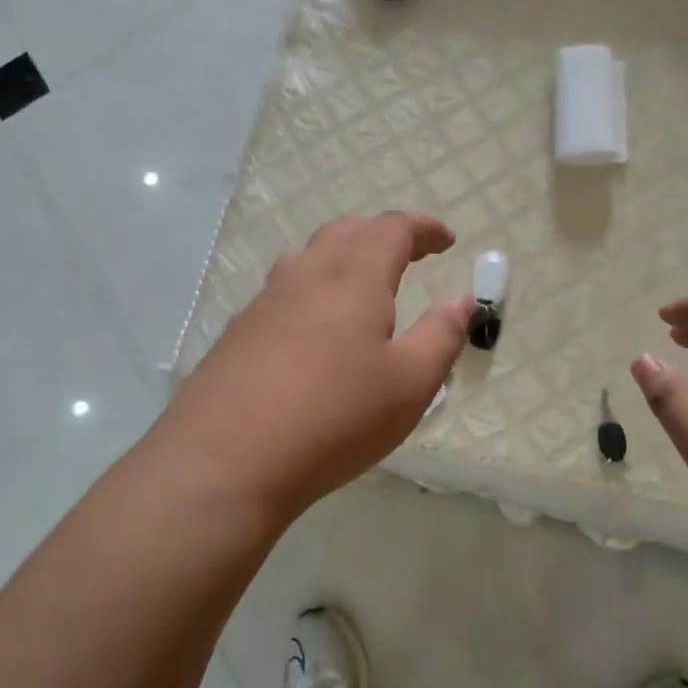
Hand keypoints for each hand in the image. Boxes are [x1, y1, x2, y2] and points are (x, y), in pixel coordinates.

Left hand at [161, 212, 471, 522]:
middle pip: (345, 232)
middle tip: (408, 258)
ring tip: (361, 288)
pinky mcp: (238, 332)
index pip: (391, 229)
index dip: (423, 228)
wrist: (227, 459)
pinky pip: (283, 292)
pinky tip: (314, 331)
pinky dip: (312, 291)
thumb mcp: (410, 384)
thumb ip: (441, 336)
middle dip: (382, 236)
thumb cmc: (335, 417)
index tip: (446, 241)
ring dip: (342, 258)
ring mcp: (265, 303)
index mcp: (353, 279)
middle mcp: (306, 277)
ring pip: (308, 258)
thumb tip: (460, 301)